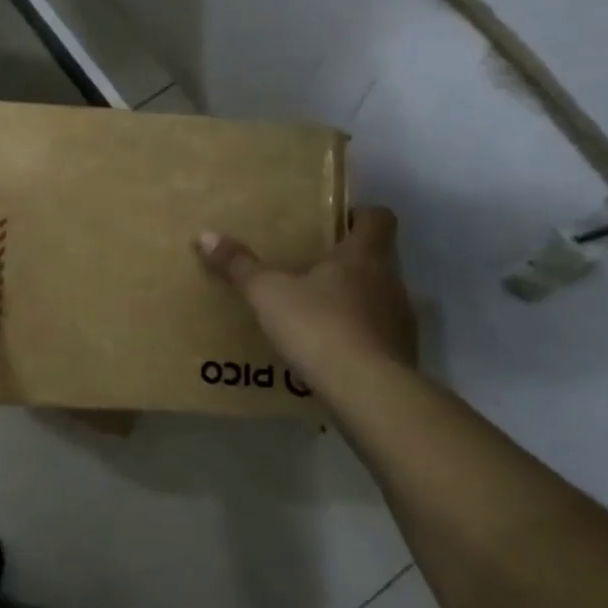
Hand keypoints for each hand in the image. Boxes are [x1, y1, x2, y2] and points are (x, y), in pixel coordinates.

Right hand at [196, 208, 419, 381]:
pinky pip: (378, 336)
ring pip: (378, 298)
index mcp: (363, 256)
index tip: (336, 222)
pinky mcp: (401, 357)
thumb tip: (206, 234)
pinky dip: (357, 338)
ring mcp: (400, 321)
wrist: (368, 392)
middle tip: (310, 268)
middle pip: (377, 259)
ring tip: (314, 314)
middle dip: (347, 262)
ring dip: (352, 301)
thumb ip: (240, 265)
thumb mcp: (268, 294)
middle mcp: (390, 282)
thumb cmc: (319, 326)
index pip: (379, 218)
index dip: (360, 215)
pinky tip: (328, 352)